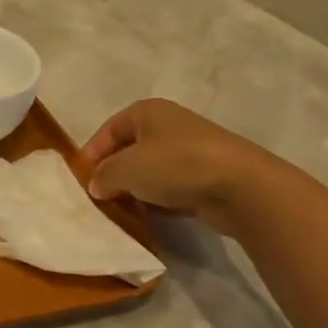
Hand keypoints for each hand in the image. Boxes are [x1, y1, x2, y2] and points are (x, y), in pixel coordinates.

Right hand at [78, 99, 292, 235]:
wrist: (244, 188)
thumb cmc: (176, 165)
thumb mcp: (126, 169)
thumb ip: (103, 175)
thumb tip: (97, 185)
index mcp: (148, 111)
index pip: (108, 129)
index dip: (92, 153)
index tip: (82, 179)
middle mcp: (169, 126)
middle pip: (130, 149)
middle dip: (114, 173)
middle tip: (100, 196)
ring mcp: (192, 151)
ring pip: (152, 170)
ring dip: (136, 189)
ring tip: (123, 209)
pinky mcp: (208, 177)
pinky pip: (173, 187)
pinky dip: (160, 200)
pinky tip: (152, 217)